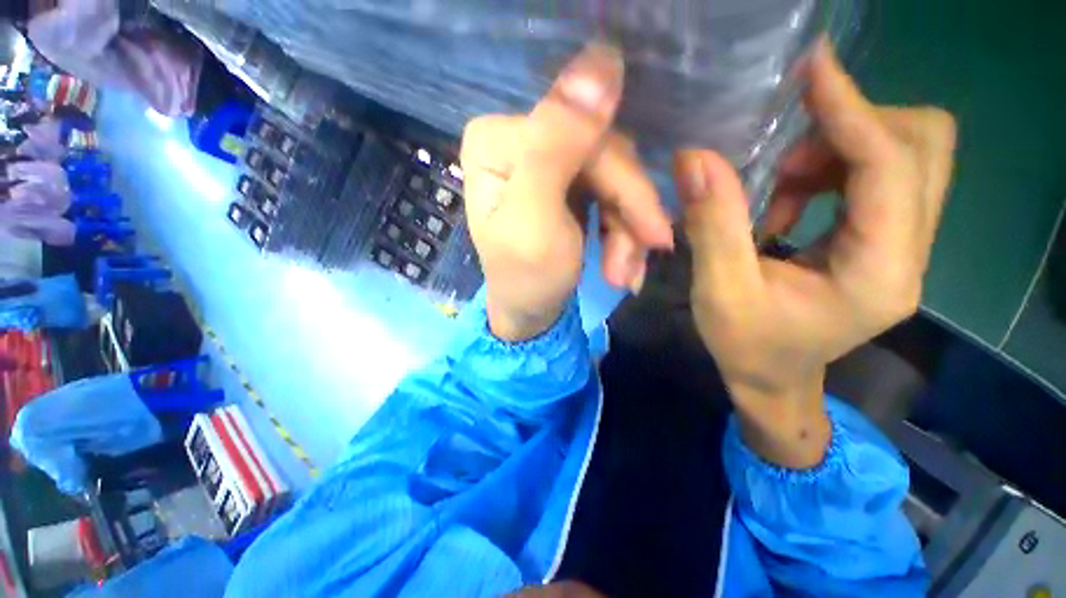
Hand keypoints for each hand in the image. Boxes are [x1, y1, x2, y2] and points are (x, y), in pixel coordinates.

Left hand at [461, 45, 672, 341]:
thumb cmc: (526, 277)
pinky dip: (622, 231)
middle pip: (603, 154)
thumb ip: (556, 142)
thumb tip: (601, 61)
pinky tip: (621, 263)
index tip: (652, 232)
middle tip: (636, 264)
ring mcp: (547, 160)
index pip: (584, 135)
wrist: (528, 313)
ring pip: (615, 176)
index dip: (623, 184)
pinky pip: (612, 194)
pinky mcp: (567, 184)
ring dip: (628, 230)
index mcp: (500, 139)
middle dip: (629, 215)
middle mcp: (522, 139)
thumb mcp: (535, 218)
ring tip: (624, 272)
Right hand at [675, 39, 955, 467]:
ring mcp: (903, 247)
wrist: (772, 378)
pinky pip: (879, 177)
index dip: (851, 111)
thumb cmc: (746, 346)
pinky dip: (831, 172)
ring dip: (837, 151)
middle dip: (854, 127)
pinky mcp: (884, 242)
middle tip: (786, 151)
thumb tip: (696, 158)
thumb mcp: (719, 291)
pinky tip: (787, 202)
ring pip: (905, 156)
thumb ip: (712, 224)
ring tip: (778, 186)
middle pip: (923, 147)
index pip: (890, 168)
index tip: (812, 68)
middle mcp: (909, 254)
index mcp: (878, 273)